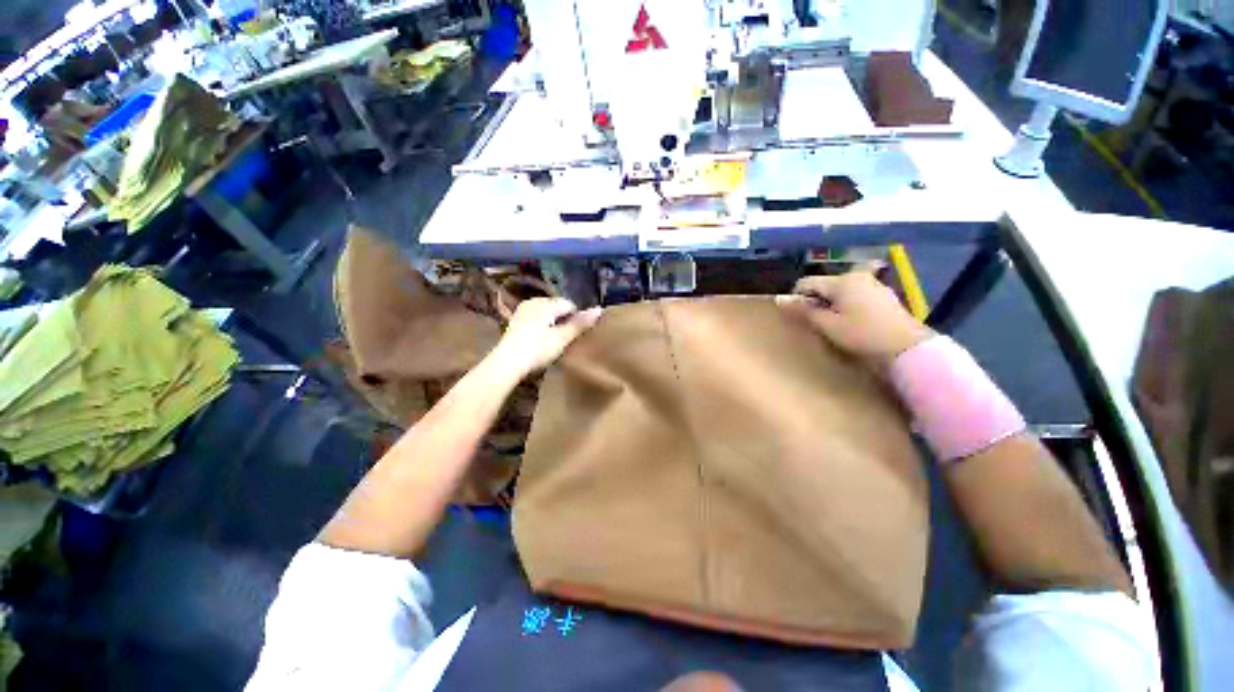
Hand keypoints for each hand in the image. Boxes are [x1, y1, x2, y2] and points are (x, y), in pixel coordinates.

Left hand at [489, 298, 602, 377]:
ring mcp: (522, 310)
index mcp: (545, 303)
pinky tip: (541, 341)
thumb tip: (599, 309)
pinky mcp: (515, 321)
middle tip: (565, 339)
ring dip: (552, 323)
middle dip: (563, 319)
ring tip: (554, 341)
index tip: (575, 335)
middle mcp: (533, 301)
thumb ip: (580, 324)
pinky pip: (535, 318)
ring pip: (545, 313)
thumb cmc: (537, 350)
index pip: (569, 305)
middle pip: (556, 307)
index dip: (576, 318)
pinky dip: (542, 327)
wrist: (506, 363)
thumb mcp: (562, 338)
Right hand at [776, 271, 933, 361]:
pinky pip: (855, 296)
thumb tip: (781, 300)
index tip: (798, 316)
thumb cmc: (862, 335)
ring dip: (831, 305)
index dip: (797, 298)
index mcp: (842, 281)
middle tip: (816, 323)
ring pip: (840, 291)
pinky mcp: (883, 296)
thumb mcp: (828, 325)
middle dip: (816, 301)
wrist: (907, 348)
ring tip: (834, 325)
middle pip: (824, 285)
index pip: (807, 283)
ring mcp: (873, 285)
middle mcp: (857, 277)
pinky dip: (847, 306)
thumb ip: (804, 311)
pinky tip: (853, 323)